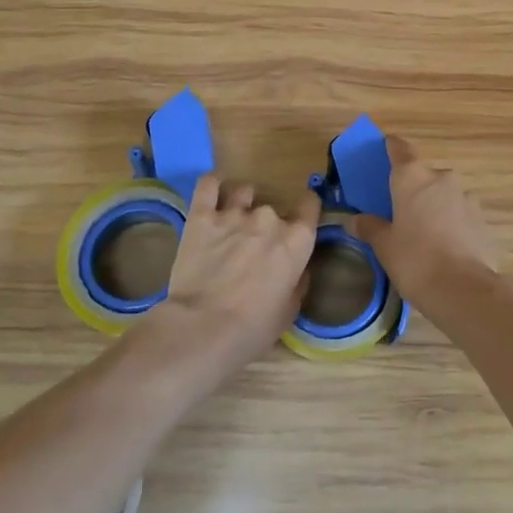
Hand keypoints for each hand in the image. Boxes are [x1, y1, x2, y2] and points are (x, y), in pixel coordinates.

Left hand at [149, 174, 318, 379]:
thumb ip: (298, 281)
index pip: (311, 205)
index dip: (306, 210)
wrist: (204, 328)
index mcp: (297, 240)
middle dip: (266, 223)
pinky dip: (212, 184)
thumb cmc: (254, 327)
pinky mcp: (201, 216)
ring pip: (243, 191)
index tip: (299, 219)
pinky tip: (212, 189)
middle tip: (253, 246)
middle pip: (273, 208)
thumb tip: (297, 269)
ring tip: (232, 220)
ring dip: (241, 203)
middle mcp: (269, 219)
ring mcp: (234, 214)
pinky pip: (207, 185)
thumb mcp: (290, 310)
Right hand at [347, 136, 500, 317]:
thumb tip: (354, 220)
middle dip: (414, 188)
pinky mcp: (483, 220)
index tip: (386, 146)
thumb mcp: (384, 246)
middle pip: (424, 175)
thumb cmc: (415, 260)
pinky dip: (453, 224)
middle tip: (400, 210)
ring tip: (425, 234)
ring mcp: (467, 198)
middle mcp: (442, 179)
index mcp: (413, 178)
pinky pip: (462, 215)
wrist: (464, 289)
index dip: (392, 147)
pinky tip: (446, 248)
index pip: (400, 149)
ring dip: (435, 207)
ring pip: (445, 195)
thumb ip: (369, 228)